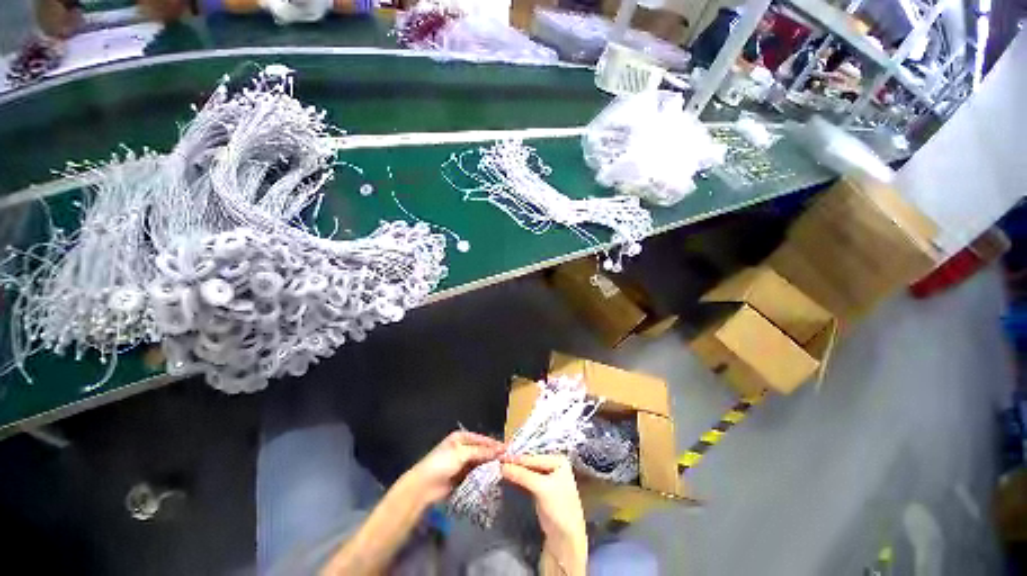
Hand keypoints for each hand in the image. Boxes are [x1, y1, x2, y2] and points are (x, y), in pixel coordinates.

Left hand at [404, 431, 504, 506]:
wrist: (424, 487)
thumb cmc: (442, 463)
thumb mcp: (462, 453)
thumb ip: (481, 451)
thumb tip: (500, 450)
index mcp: (461, 437)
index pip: (482, 439)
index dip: (494, 444)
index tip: (508, 449)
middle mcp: (463, 447)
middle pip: (482, 450)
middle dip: (493, 455)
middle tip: (509, 460)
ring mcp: (462, 462)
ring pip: (480, 462)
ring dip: (490, 465)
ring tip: (504, 469)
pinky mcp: (462, 476)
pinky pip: (476, 473)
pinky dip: (484, 475)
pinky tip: (494, 477)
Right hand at [501, 455, 587, 574]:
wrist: (566, 538)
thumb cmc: (559, 509)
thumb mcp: (541, 488)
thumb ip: (522, 475)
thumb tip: (502, 466)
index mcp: (559, 460)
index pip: (533, 458)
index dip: (517, 459)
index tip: (500, 458)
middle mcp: (554, 464)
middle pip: (531, 463)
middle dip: (516, 464)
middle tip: (498, 462)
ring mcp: (548, 476)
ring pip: (528, 471)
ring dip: (516, 471)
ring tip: (500, 468)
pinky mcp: (541, 488)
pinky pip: (527, 479)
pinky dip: (518, 479)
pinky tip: (508, 477)